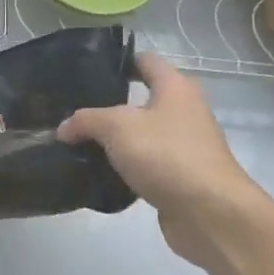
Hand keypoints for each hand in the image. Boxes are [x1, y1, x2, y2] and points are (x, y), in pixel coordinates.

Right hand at [58, 52, 270, 271]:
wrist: (210, 213)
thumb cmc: (167, 154)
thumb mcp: (117, 127)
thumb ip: (87, 121)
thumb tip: (63, 128)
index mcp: (175, 87)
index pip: (145, 61)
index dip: (118, 61)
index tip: (86, 70)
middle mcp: (183, 111)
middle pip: (141, 100)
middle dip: (108, 105)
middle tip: (73, 111)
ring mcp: (183, 146)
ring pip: (141, 135)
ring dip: (115, 141)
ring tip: (78, 143)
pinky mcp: (179, 177)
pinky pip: (145, 165)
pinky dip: (124, 168)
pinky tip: (98, 174)